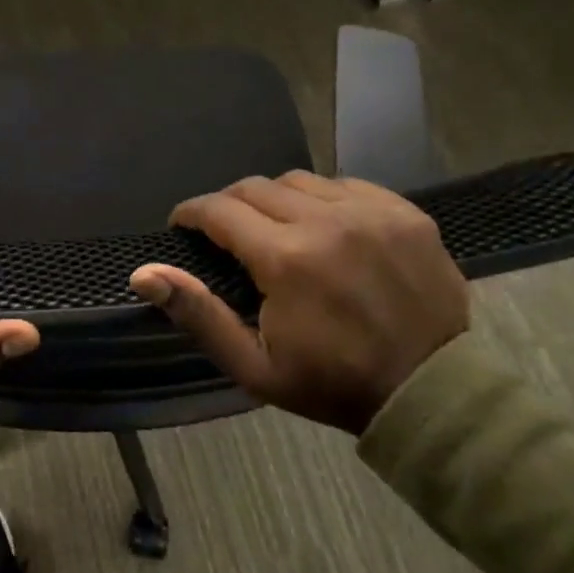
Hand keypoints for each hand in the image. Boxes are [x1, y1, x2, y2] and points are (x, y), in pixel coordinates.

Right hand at [130, 172, 467, 435]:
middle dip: (228, 204)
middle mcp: (326, 221)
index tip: (182, 225)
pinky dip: (322, 198)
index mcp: (286, 258)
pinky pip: (346, 185)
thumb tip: (143, 274)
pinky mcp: (405, 213)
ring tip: (273, 227)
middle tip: (225, 231)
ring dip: (274, 198)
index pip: (220, 210)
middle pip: (256, 186)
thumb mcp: (252, 364)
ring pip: (300, 180)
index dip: (191, 213)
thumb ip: (197, 313)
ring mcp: (371, 212)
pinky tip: (323, 226)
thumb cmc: (331, 383)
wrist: (430, 392)